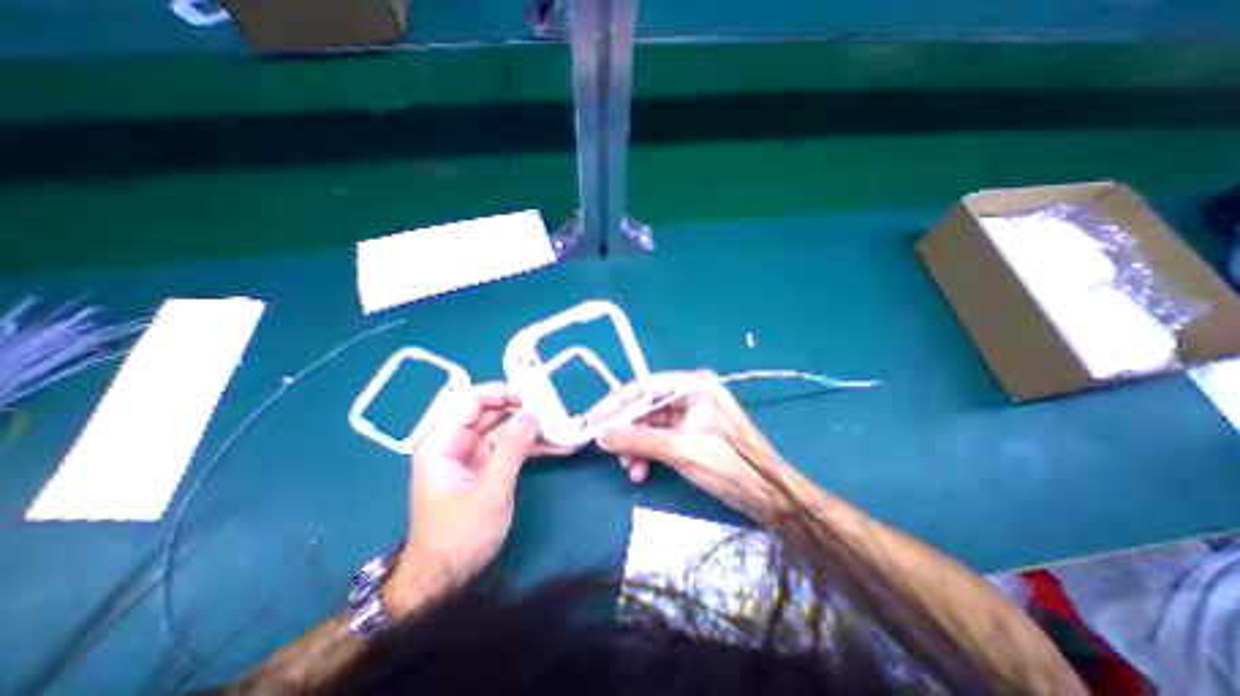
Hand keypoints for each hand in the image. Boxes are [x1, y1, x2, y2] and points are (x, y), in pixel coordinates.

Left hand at [386, 383, 564, 616]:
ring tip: (563, 426)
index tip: (533, 393)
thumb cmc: (460, 536)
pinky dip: (533, 446)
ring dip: (533, 428)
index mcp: (442, 442)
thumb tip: (534, 412)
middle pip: (491, 412)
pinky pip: (512, 447)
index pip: (470, 400)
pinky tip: (559, 446)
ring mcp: (473, 455)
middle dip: (523, 409)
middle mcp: (456, 442)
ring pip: (505, 429)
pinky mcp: (488, 467)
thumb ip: (513, 448)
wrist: (447, 580)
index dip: (501, 391)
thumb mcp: (490, 489)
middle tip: (555, 407)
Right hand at [593, 369, 798, 522]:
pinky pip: (661, 437)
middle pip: (646, 406)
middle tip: (604, 446)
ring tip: (627, 466)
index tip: (592, 421)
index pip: (644, 387)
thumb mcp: (680, 450)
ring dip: (636, 445)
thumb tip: (601, 435)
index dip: (615, 404)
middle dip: (626, 429)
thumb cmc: (729, 465)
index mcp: (693, 385)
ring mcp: (691, 413)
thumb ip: (638, 440)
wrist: (767, 495)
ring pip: (651, 424)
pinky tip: (640, 471)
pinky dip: (648, 452)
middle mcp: (691, 394)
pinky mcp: (691, 432)